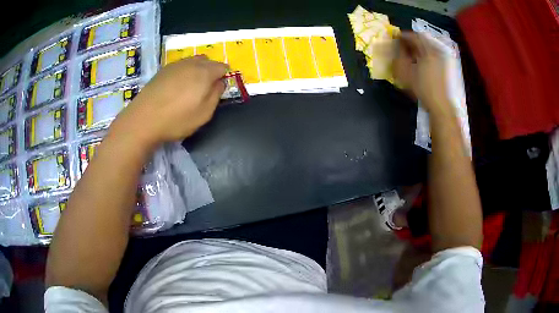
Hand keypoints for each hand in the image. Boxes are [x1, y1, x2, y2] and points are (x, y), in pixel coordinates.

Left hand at [112, 55, 228, 145]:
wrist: (143, 119)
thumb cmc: (177, 119)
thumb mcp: (204, 113)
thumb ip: (216, 95)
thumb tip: (220, 82)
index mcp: (205, 73)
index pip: (222, 67)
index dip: (223, 76)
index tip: (218, 88)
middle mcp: (191, 63)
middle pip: (207, 61)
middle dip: (211, 71)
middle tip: (206, 88)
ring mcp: (175, 65)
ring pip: (193, 61)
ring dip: (197, 70)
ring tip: (191, 87)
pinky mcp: (162, 70)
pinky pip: (180, 66)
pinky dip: (184, 72)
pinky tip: (177, 86)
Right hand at [393, 32, 451, 114]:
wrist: (440, 105)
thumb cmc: (422, 88)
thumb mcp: (405, 72)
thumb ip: (398, 57)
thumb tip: (394, 47)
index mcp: (427, 50)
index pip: (413, 36)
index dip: (402, 36)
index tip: (394, 38)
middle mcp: (436, 51)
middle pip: (421, 40)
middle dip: (410, 42)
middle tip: (401, 46)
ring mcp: (442, 59)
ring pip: (427, 48)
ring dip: (417, 49)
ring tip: (409, 55)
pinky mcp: (445, 67)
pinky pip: (432, 55)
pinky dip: (424, 55)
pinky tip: (419, 63)